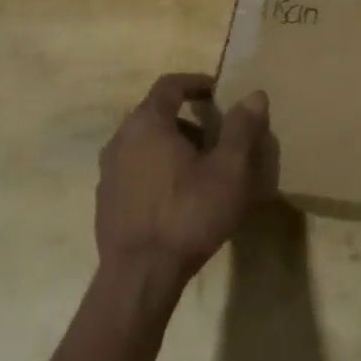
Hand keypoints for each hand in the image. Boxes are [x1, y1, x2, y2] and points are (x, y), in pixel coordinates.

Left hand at [96, 73, 270, 291]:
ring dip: (172, 145)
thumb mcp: (228, 171)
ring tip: (200, 168)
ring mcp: (108, 171)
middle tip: (216, 136)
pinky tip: (177, 196)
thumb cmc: (188, 214)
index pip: (169, 85)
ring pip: (144, 143)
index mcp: (147, 123)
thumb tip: (255, 95)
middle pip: (156, 114)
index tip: (218, 92)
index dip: (196, 83)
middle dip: (188, 119)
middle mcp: (120, 139)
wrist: (139, 277)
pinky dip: (156, 169)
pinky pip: (134, 169)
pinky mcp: (105, 200)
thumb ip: (241, 129)